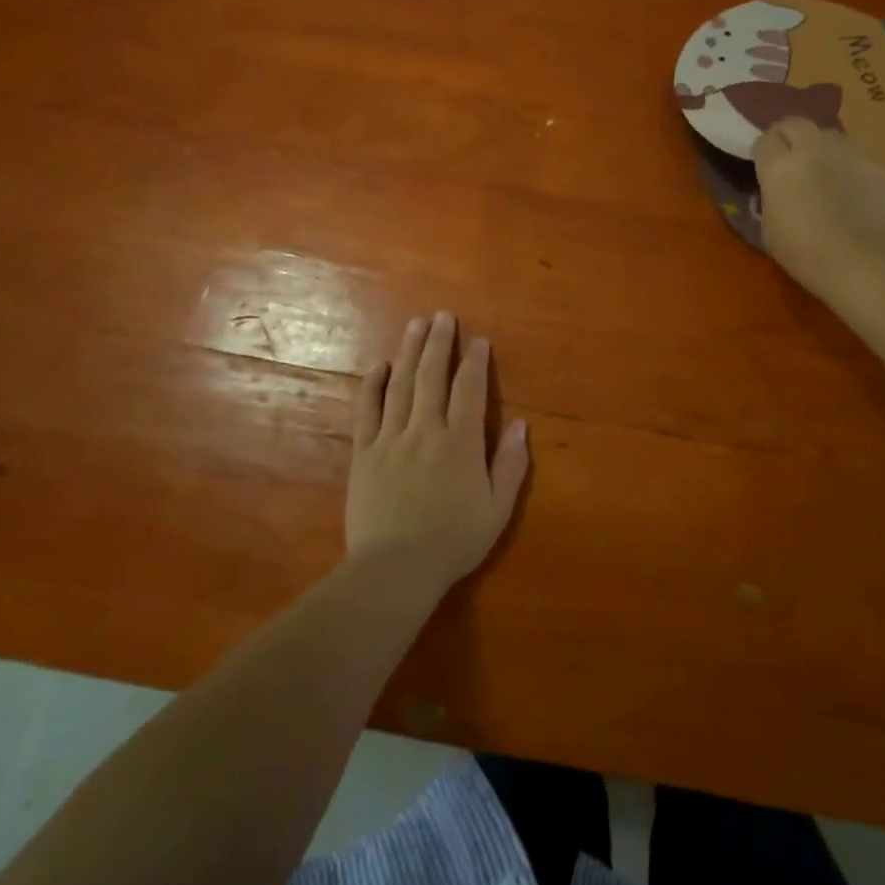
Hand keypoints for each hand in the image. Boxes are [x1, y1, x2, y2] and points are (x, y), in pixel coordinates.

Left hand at [346, 312, 529, 592]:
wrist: (394, 569)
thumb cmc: (453, 542)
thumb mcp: (497, 510)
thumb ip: (510, 466)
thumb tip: (520, 425)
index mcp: (460, 443)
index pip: (469, 390)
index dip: (475, 362)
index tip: (477, 340)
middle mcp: (426, 430)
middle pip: (433, 376)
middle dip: (439, 343)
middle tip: (443, 316)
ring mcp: (391, 438)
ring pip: (401, 384)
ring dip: (409, 351)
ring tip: (416, 325)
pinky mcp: (364, 452)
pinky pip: (367, 410)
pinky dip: (373, 385)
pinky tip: (379, 366)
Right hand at [753, 117, 884, 300]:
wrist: (864, 262)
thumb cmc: (806, 254)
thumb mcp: (770, 231)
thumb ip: (769, 201)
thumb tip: (773, 192)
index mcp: (779, 167)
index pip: (764, 140)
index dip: (762, 152)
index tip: (763, 165)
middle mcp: (812, 149)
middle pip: (796, 123)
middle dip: (788, 134)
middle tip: (788, 155)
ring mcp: (848, 153)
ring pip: (829, 134)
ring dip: (820, 146)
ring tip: (822, 168)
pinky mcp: (875, 164)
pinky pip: (855, 155)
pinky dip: (847, 164)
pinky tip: (850, 187)